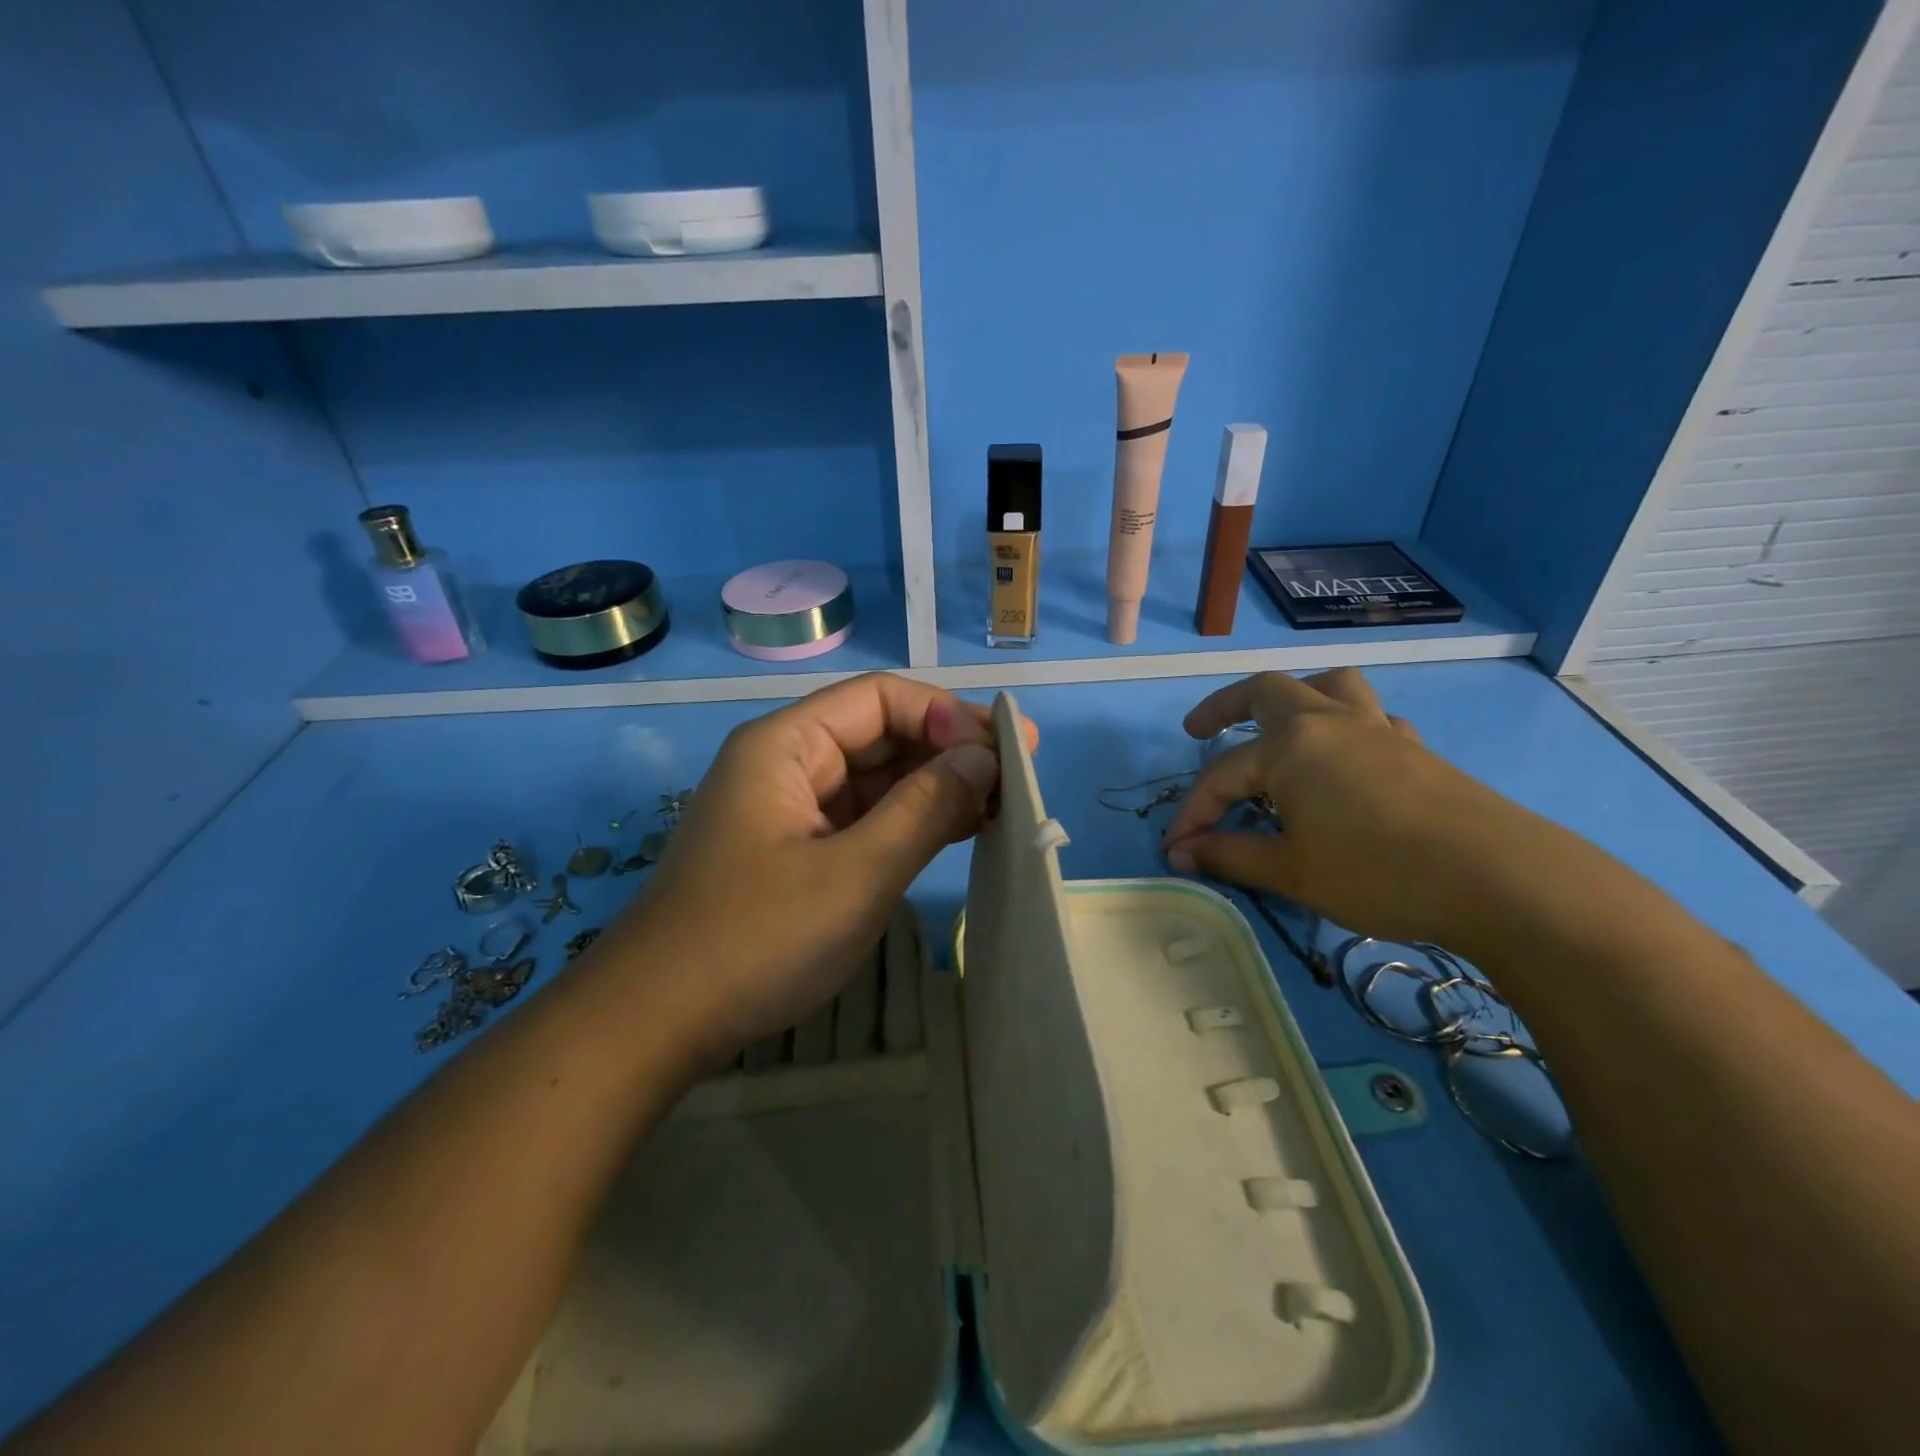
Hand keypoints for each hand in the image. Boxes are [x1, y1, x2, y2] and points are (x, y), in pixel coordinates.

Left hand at [614, 673, 1035, 1062]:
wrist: (656, 1024)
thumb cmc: (756, 940)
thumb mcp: (856, 873)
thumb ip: (925, 808)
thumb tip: (985, 756)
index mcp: (786, 745)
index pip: (880, 699)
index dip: (945, 715)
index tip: (1003, 751)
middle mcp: (787, 764)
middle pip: (880, 733)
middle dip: (949, 749)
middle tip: (1019, 775)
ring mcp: (791, 809)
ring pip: (876, 778)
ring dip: (936, 786)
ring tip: (1003, 804)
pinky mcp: (797, 851)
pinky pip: (863, 818)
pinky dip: (910, 821)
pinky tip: (960, 830)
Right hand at [1162, 668, 1541, 949]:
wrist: (1500, 879)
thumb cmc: (1377, 871)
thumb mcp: (1290, 870)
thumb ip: (1229, 856)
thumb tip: (1181, 853)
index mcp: (1290, 745)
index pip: (1221, 776)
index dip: (1192, 814)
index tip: (1174, 850)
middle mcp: (1329, 723)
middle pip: (1266, 692)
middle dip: (1224, 707)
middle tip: (1197, 731)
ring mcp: (1377, 730)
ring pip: (1330, 688)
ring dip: (1294, 697)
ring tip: (1278, 725)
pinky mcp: (1415, 750)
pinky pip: (1372, 721)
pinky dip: (1347, 729)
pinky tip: (1347, 762)